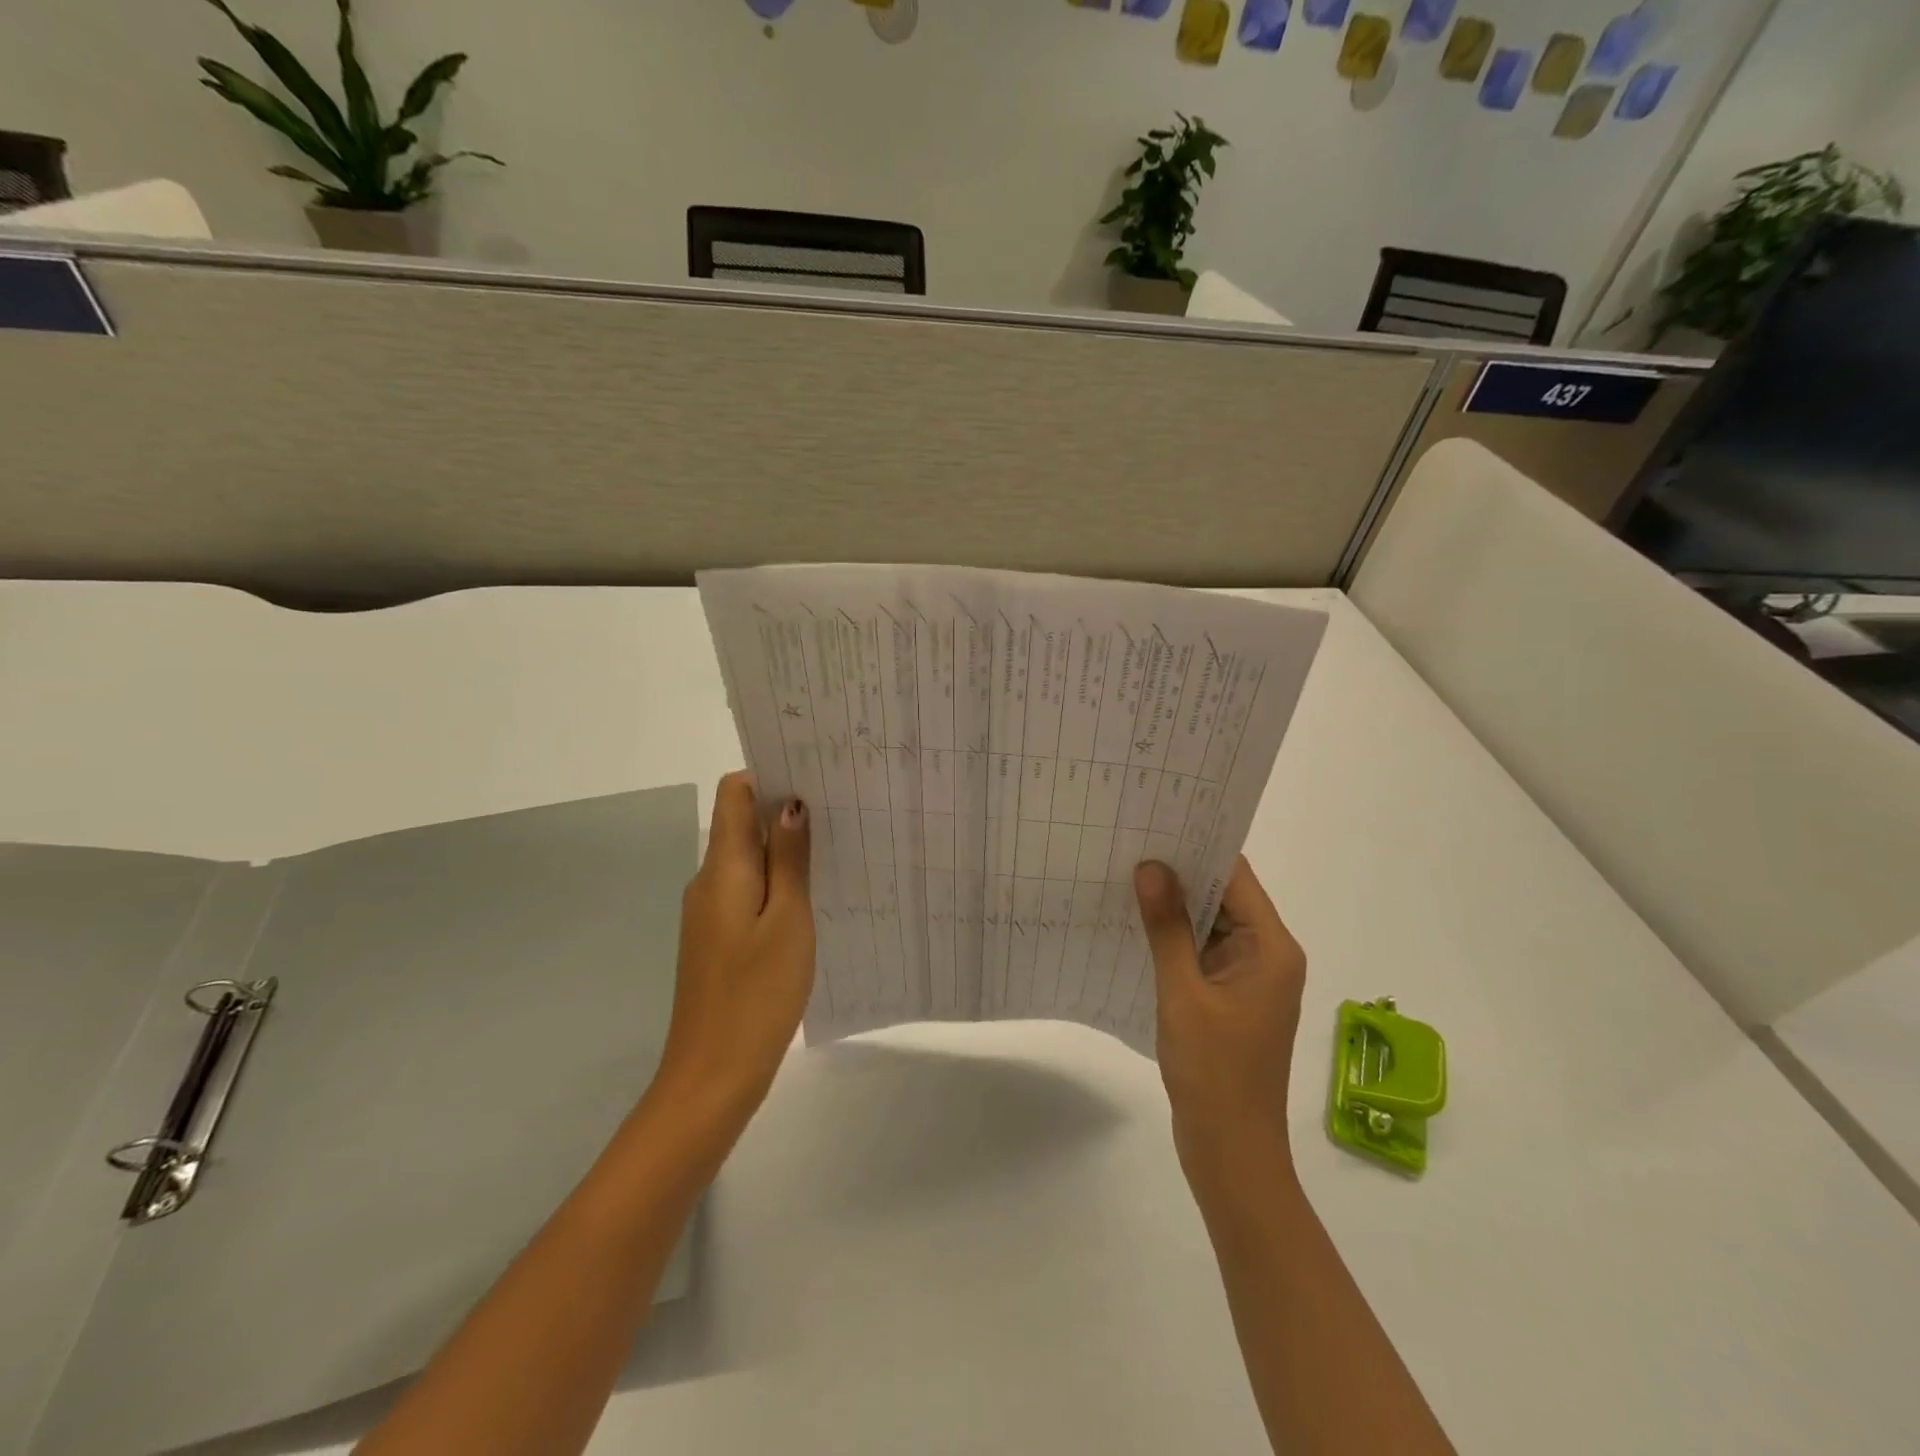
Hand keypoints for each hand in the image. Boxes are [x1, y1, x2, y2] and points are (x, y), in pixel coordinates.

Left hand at [657, 772, 814, 1128]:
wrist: (712, 1075)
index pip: (733, 793)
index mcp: (721, 868)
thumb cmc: (757, 993)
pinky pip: (747, 892)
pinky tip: (812, 898)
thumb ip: (789, 860)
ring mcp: (709, 913)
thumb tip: (790, 804)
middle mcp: (708, 881)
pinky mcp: (717, 940)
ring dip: (783, 850)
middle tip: (840, 810)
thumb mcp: (788, 920)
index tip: (814, 777)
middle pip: (740, 823)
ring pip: (747, 861)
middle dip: (784, 811)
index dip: (768, 776)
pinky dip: (776, 884)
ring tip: (834, 849)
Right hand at [1134, 857, 1306, 1185]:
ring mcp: (1249, 979)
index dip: (1198, 847)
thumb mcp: (1183, 993)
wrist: (1231, 1153)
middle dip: (1180, 874)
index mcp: (1271, 948)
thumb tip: (1151, 867)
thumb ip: (1168, 927)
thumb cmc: (1214, 1072)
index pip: (1236, 877)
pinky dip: (1174, 939)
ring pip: (1210, 925)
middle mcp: (1267, 955)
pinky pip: (1202, 953)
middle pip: (1224, 897)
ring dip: (1175, 908)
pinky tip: (1135, 925)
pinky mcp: (1230, 999)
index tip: (1156, 823)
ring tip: (1124, 875)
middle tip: (1129, 843)